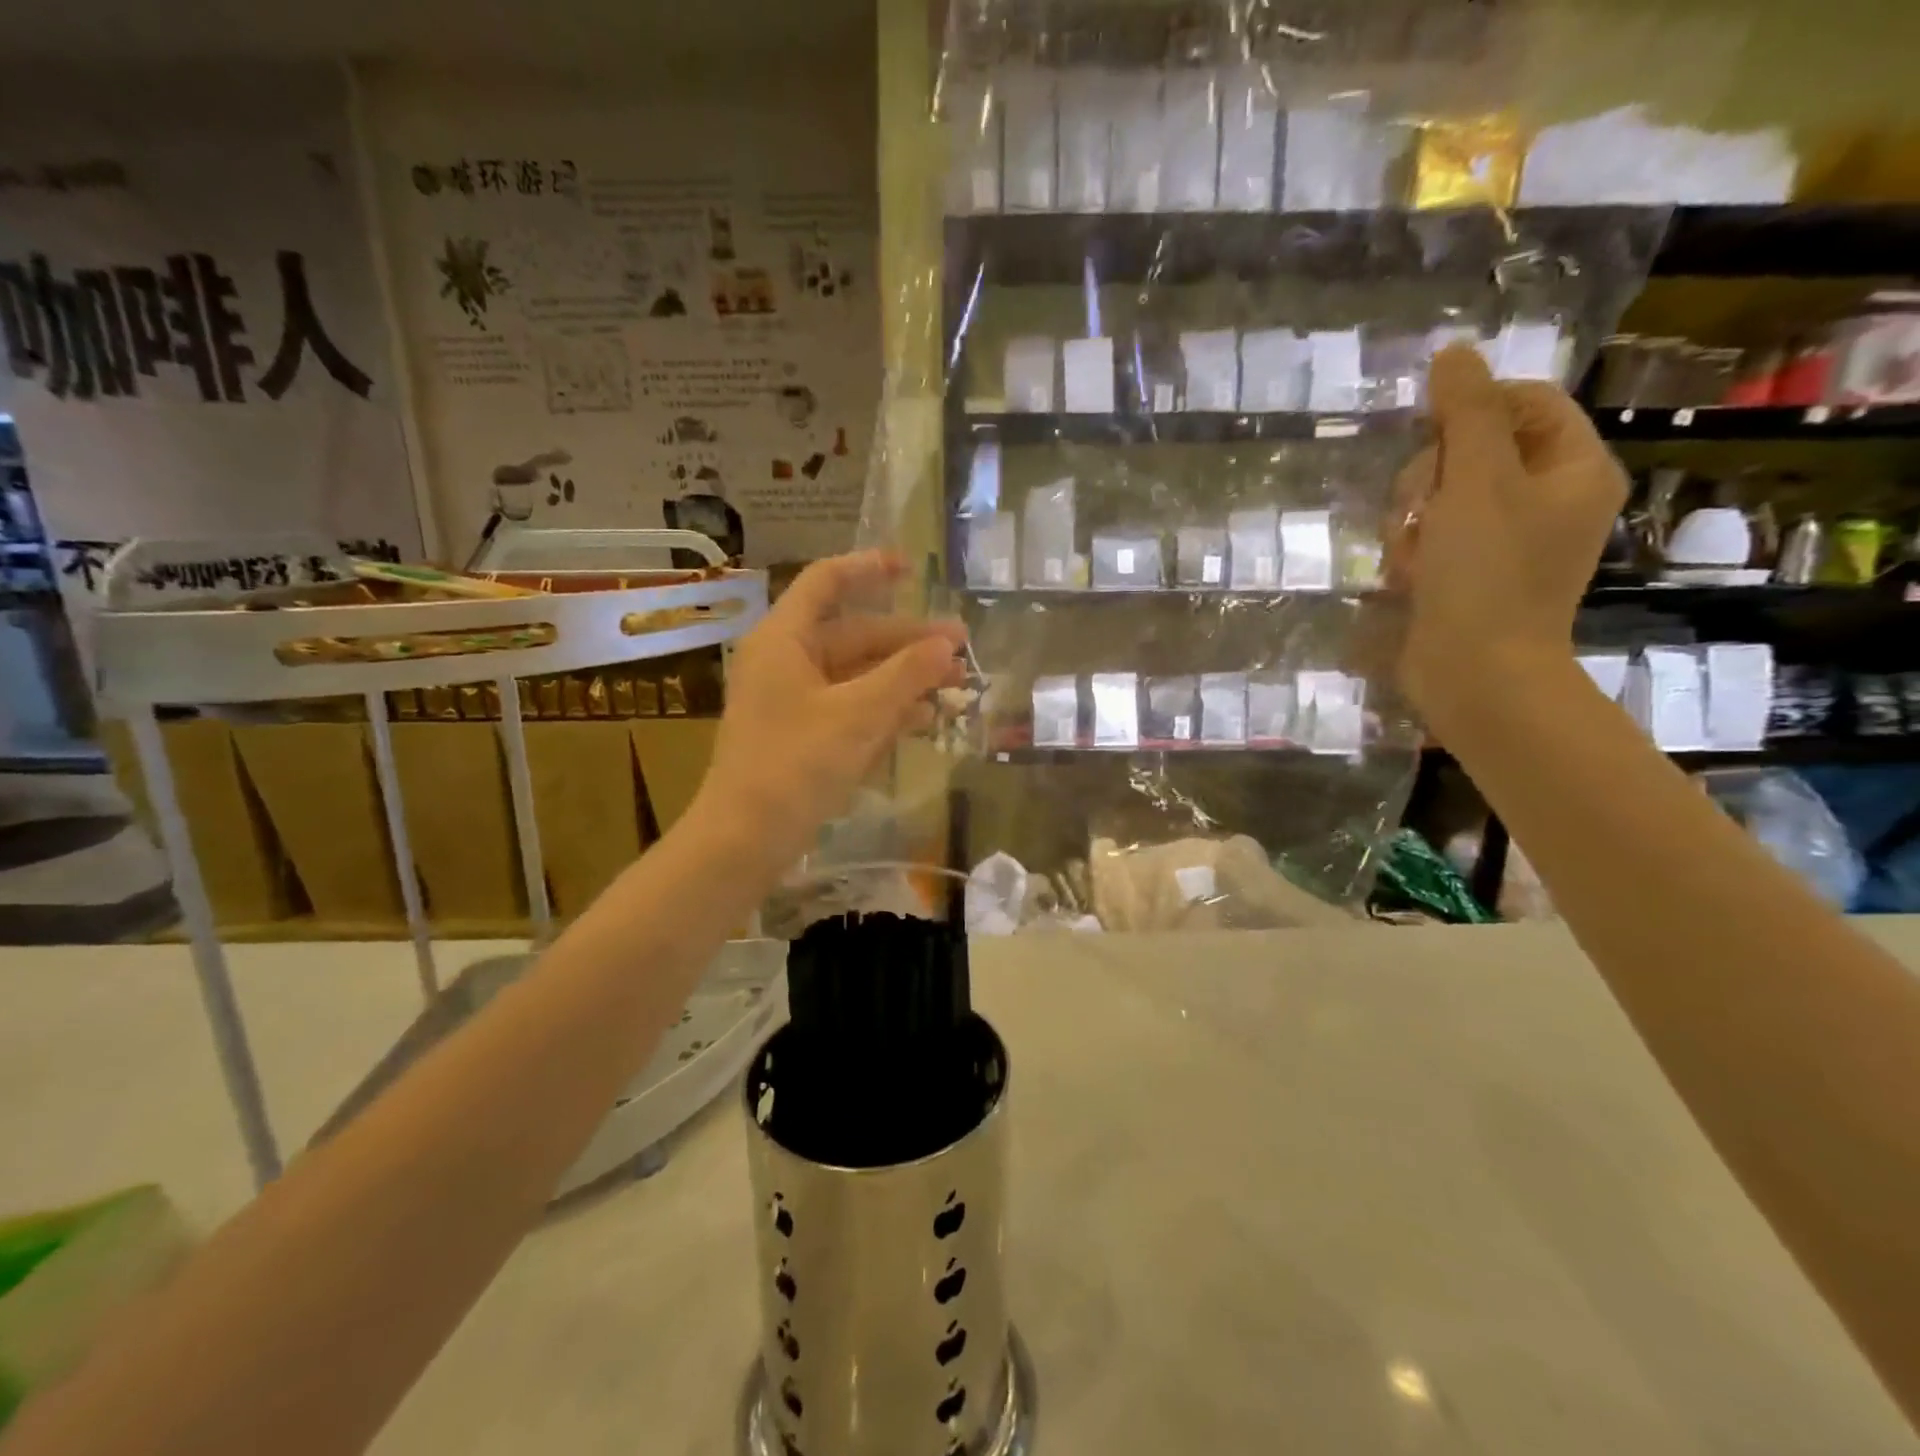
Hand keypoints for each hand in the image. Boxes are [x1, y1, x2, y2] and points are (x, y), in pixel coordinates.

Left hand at [691, 551, 966, 875]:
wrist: (746, 838)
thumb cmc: (797, 763)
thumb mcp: (860, 714)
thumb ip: (906, 674)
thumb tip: (947, 645)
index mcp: (785, 639)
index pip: (826, 582)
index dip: (868, 567)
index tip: (912, 567)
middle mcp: (785, 661)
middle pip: (853, 634)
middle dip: (908, 641)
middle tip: (960, 647)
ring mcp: (792, 701)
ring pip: (856, 675)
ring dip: (903, 678)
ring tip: (954, 686)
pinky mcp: (801, 736)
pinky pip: (849, 708)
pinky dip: (883, 709)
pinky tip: (922, 719)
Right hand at [1387, 346, 1626, 738]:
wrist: (1474, 674)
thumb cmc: (1485, 574)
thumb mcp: (1475, 481)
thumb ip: (1465, 413)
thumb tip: (1453, 353)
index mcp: (1575, 469)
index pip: (1525, 402)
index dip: (1470, 410)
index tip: (1429, 438)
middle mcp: (1551, 500)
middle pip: (1478, 449)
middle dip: (1433, 474)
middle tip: (1416, 508)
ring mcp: (1510, 541)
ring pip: (1447, 495)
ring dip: (1414, 516)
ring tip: (1408, 550)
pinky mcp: (1473, 574)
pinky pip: (1437, 536)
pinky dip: (1415, 548)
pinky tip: (1406, 573)